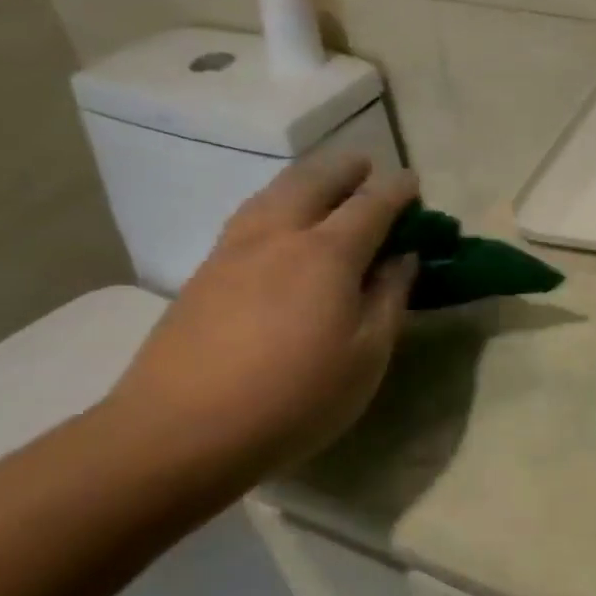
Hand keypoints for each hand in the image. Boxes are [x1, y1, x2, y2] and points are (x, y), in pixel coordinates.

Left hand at [106, 156, 419, 476]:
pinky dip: (276, 201)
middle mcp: (279, 235)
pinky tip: (278, 221)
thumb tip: (403, 257)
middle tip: (367, 166)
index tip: (413, 181)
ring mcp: (234, 250)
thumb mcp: (366, 356)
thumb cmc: (295, 397)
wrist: (182, 429)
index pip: (370, 206)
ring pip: (274, 192)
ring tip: (324, 183)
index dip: (396, 190)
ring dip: (306, 178)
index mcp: (327, 254)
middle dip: (345, 168)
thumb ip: (389, 298)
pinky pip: (250, 215)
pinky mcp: (204, 272)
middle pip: (314, 181)